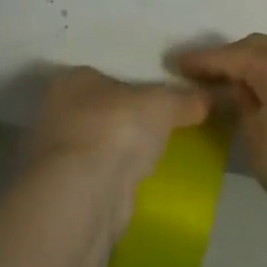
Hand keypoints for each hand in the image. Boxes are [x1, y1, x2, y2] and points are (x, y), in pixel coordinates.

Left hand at [28, 68, 207, 226]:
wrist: (87, 190)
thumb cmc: (118, 127)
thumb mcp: (164, 103)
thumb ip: (186, 99)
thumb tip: (209, 98)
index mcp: (73, 80)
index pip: (105, 76)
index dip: (133, 87)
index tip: (158, 100)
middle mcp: (56, 112)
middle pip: (101, 110)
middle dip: (126, 120)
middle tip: (161, 128)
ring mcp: (57, 154)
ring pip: (98, 145)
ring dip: (120, 151)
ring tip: (154, 157)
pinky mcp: (64, 190)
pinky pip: (98, 175)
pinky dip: (116, 178)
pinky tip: (138, 182)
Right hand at [176, 36, 266, 223]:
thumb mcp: (255, 138)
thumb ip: (240, 105)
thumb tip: (235, 89)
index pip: (228, 56)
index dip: (201, 61)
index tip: (178, 63)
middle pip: (257, 47)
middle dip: (230, 57)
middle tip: (207, 74)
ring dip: (260, 61)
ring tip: (244, 80)